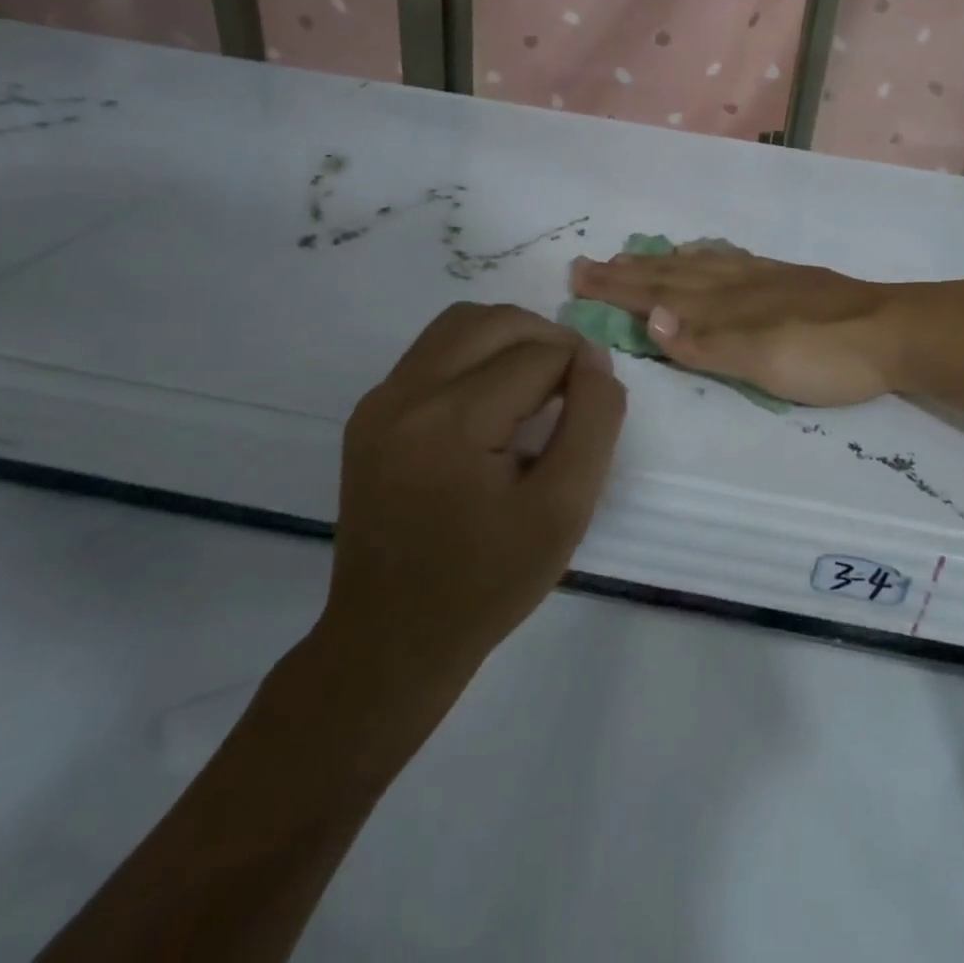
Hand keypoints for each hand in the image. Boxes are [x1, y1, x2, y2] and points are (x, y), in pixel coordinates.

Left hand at [313, 303, 626, 703]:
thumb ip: (593, 420)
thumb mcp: (566, 508)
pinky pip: (432, 354)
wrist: (393, 641)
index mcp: (453, 419)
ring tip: (538, 383)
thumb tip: (593, 357)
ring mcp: (379, 403)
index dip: (580, 369)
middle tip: (575, 384)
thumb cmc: (488, 582)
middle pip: (495, 322)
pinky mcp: (369, 416)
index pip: (539, 353)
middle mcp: (405, 394)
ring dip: (509, 338)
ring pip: (459, 325)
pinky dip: (475, 356)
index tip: (595, 406)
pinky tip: (494, 402)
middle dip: (547, 339)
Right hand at [568, 246, 910, 406]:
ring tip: (634, 256)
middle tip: (588, 264)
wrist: (894, 330)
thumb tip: (648, 317)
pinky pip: (732, 260)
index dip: (618, 289)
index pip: (658, 296)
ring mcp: (764, 278)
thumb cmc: (826, 357)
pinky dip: (706, 257)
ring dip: (661, 262)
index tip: (578, 277)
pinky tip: (705, 254)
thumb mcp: (762, 362)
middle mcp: (737, 284)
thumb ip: (705, 343)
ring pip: (699, 265)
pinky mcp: (788, 277)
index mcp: (725, 306)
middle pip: (672, 276)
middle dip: (628, 273)